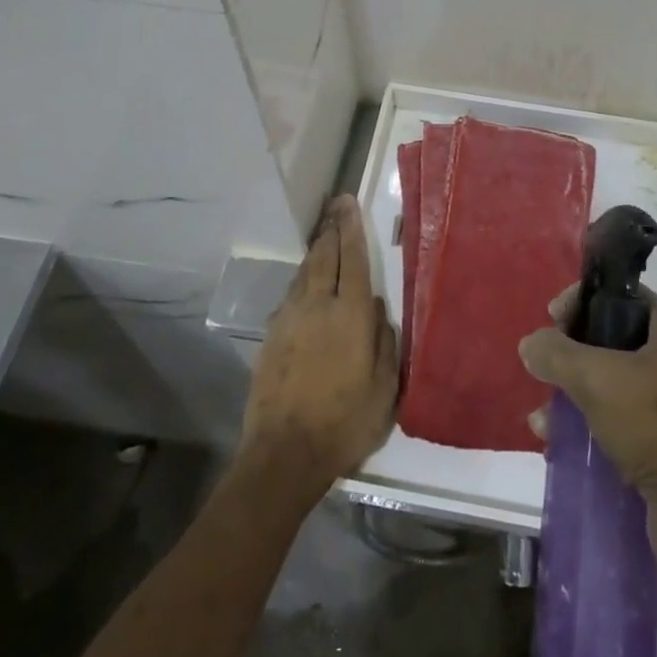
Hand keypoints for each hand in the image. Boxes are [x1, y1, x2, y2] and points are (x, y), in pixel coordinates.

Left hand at [241, 196, 398, 498]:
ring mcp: (290, 319)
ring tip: (322, 235)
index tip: (348, 203)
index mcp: (351, 315)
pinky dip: (301, 279)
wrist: (284, 454)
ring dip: (315, 251)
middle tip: (334, 205)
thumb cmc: (345, 423)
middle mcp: (318, 306)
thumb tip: (378, 310)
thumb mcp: (385, 389)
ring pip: (304, 273)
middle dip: (331, 228)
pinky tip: (304, 282)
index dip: (352, 229)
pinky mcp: (271, 336)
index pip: (353, 260)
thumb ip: (384, 343)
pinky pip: (290, 295)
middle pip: (324, 257)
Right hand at [520, 287, 656, 605]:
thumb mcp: (598, 378)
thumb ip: (557, 353)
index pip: (619, 294)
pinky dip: (587, 426)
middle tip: (544, 369)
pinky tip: (557, 441)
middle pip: (609, 339)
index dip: (581, 300)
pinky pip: (616, 422)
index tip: (551, 320)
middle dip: (571, 354)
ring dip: (573, 394)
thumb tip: (530, 344)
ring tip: (543, 417)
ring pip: (609, 383)